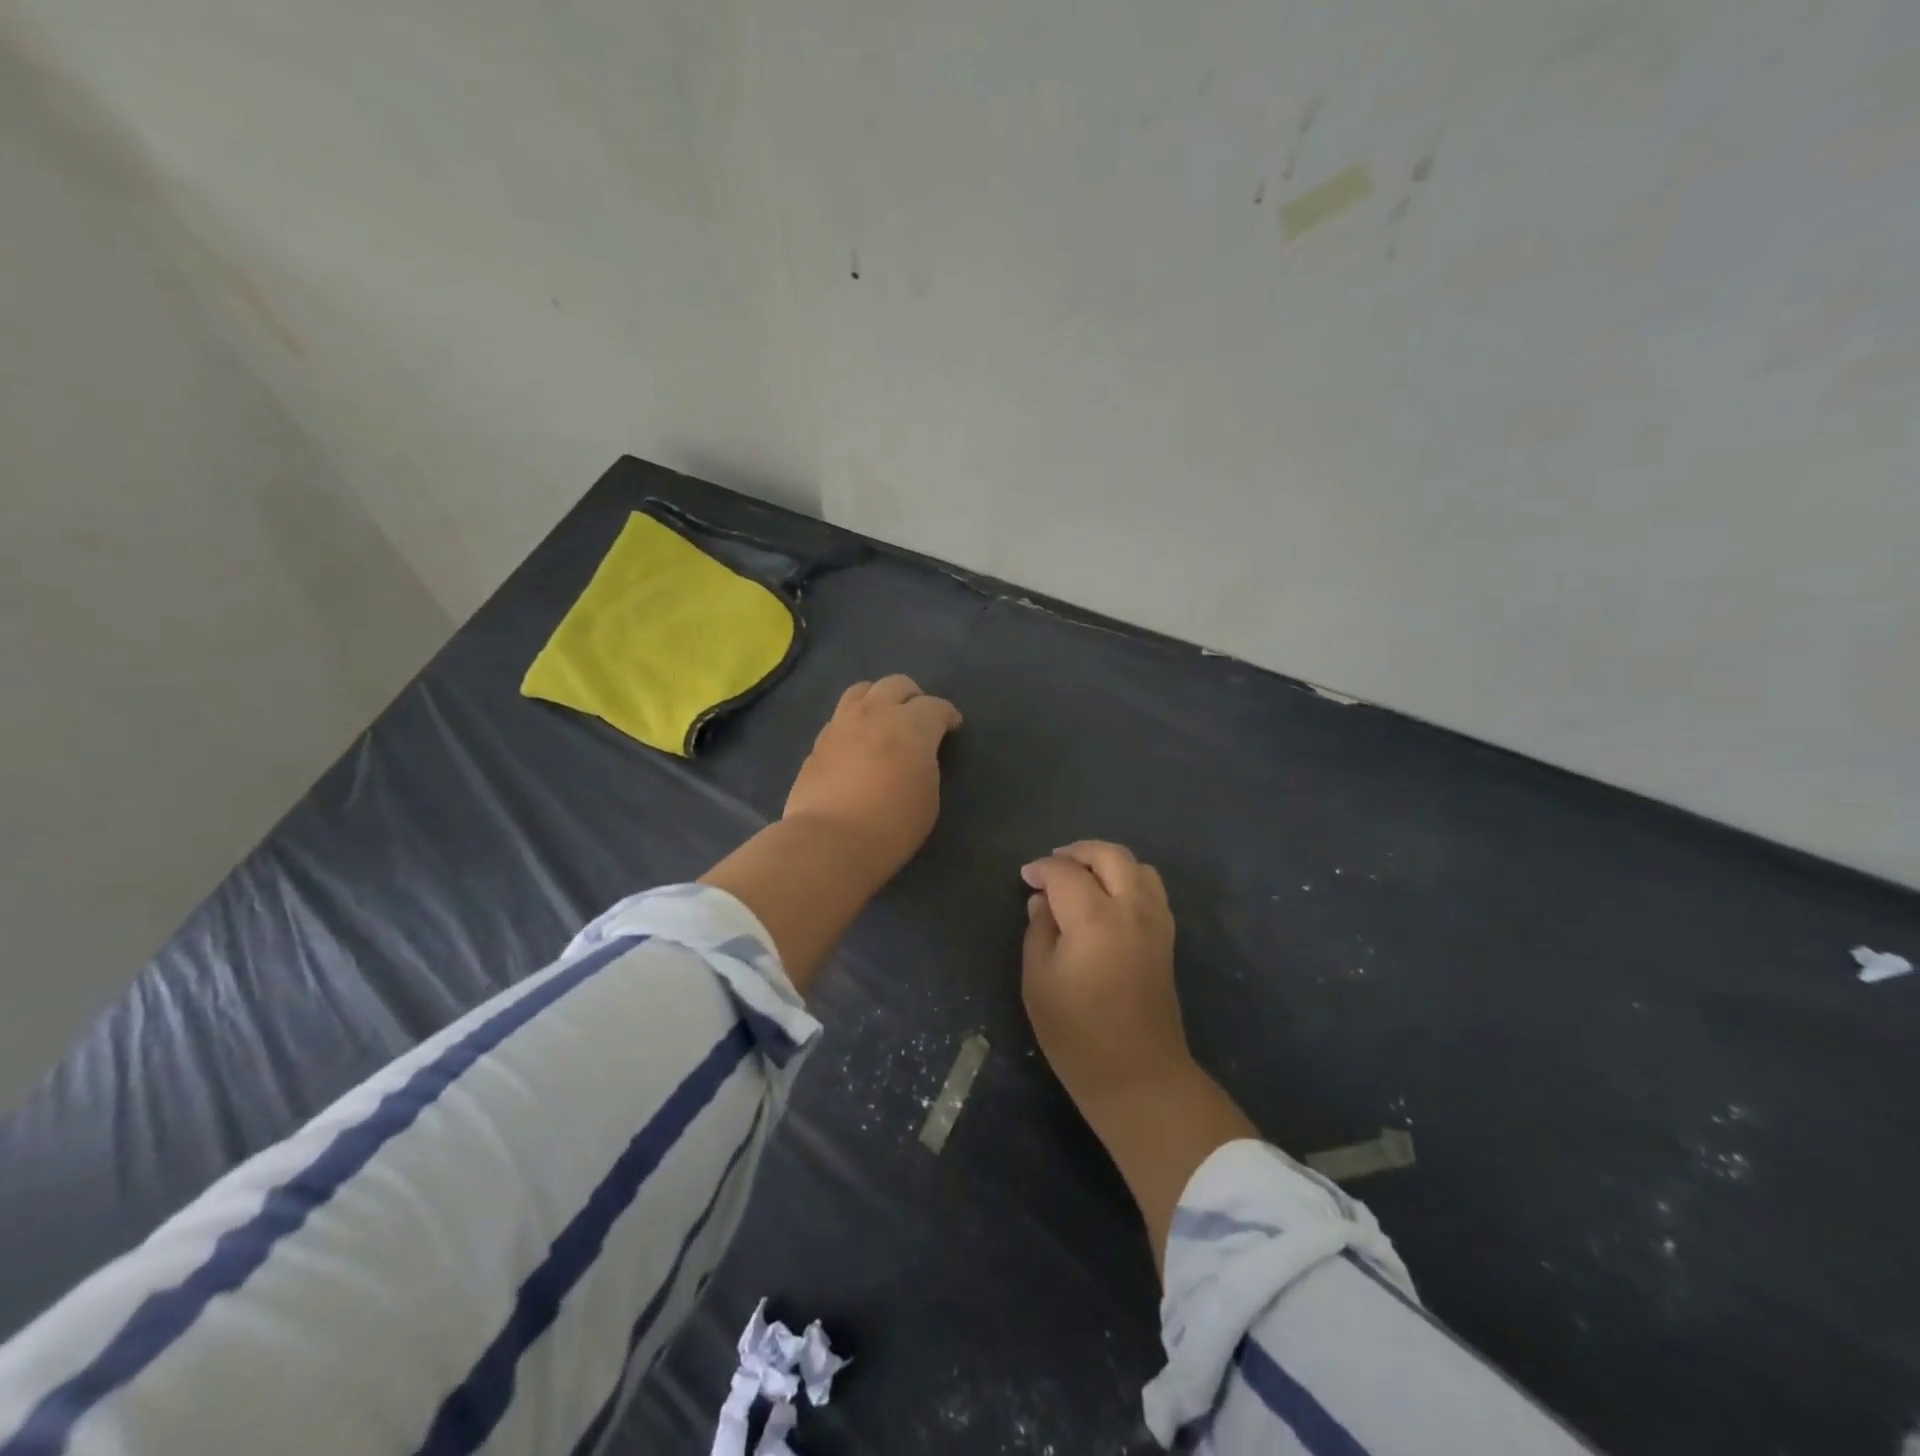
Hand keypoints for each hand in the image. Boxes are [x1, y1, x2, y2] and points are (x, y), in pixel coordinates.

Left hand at [783, 675, 962, 877]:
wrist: (830, 840)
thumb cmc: (892, 823)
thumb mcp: (929, 796)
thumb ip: (925, 763)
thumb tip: (915, 753)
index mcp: (911, 724)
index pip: (936, 706)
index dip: (947, 715)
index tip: (952, 726)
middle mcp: (876, 713)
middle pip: (897, 685)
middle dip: (913, 697)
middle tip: (918, 718)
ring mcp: (842, 723)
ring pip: (862, 690)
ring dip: (879, 699)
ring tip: (883, 719)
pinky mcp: (818, 741)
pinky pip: (841, 716)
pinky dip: (854, 721)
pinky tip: (857, 742)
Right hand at [1021, 840, 1258, 1273]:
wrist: (1138, 1075)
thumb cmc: (1077, 1034)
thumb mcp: (1038, 981)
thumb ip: (1038, 931)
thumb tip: (1042, 902)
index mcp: (1094, 918)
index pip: (1065, 872)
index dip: (1041, 869)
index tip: (1025, 877)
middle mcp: (1131, 908)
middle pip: (1109, 855)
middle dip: (1078, 852)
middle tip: (1052, 865)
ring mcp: (1156, 921)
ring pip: (1137, 866)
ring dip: (1107, 862)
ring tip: (1082, 877)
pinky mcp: (1167, 937)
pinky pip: (1151, 888)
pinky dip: (1129, 879)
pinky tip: (1108, 899)